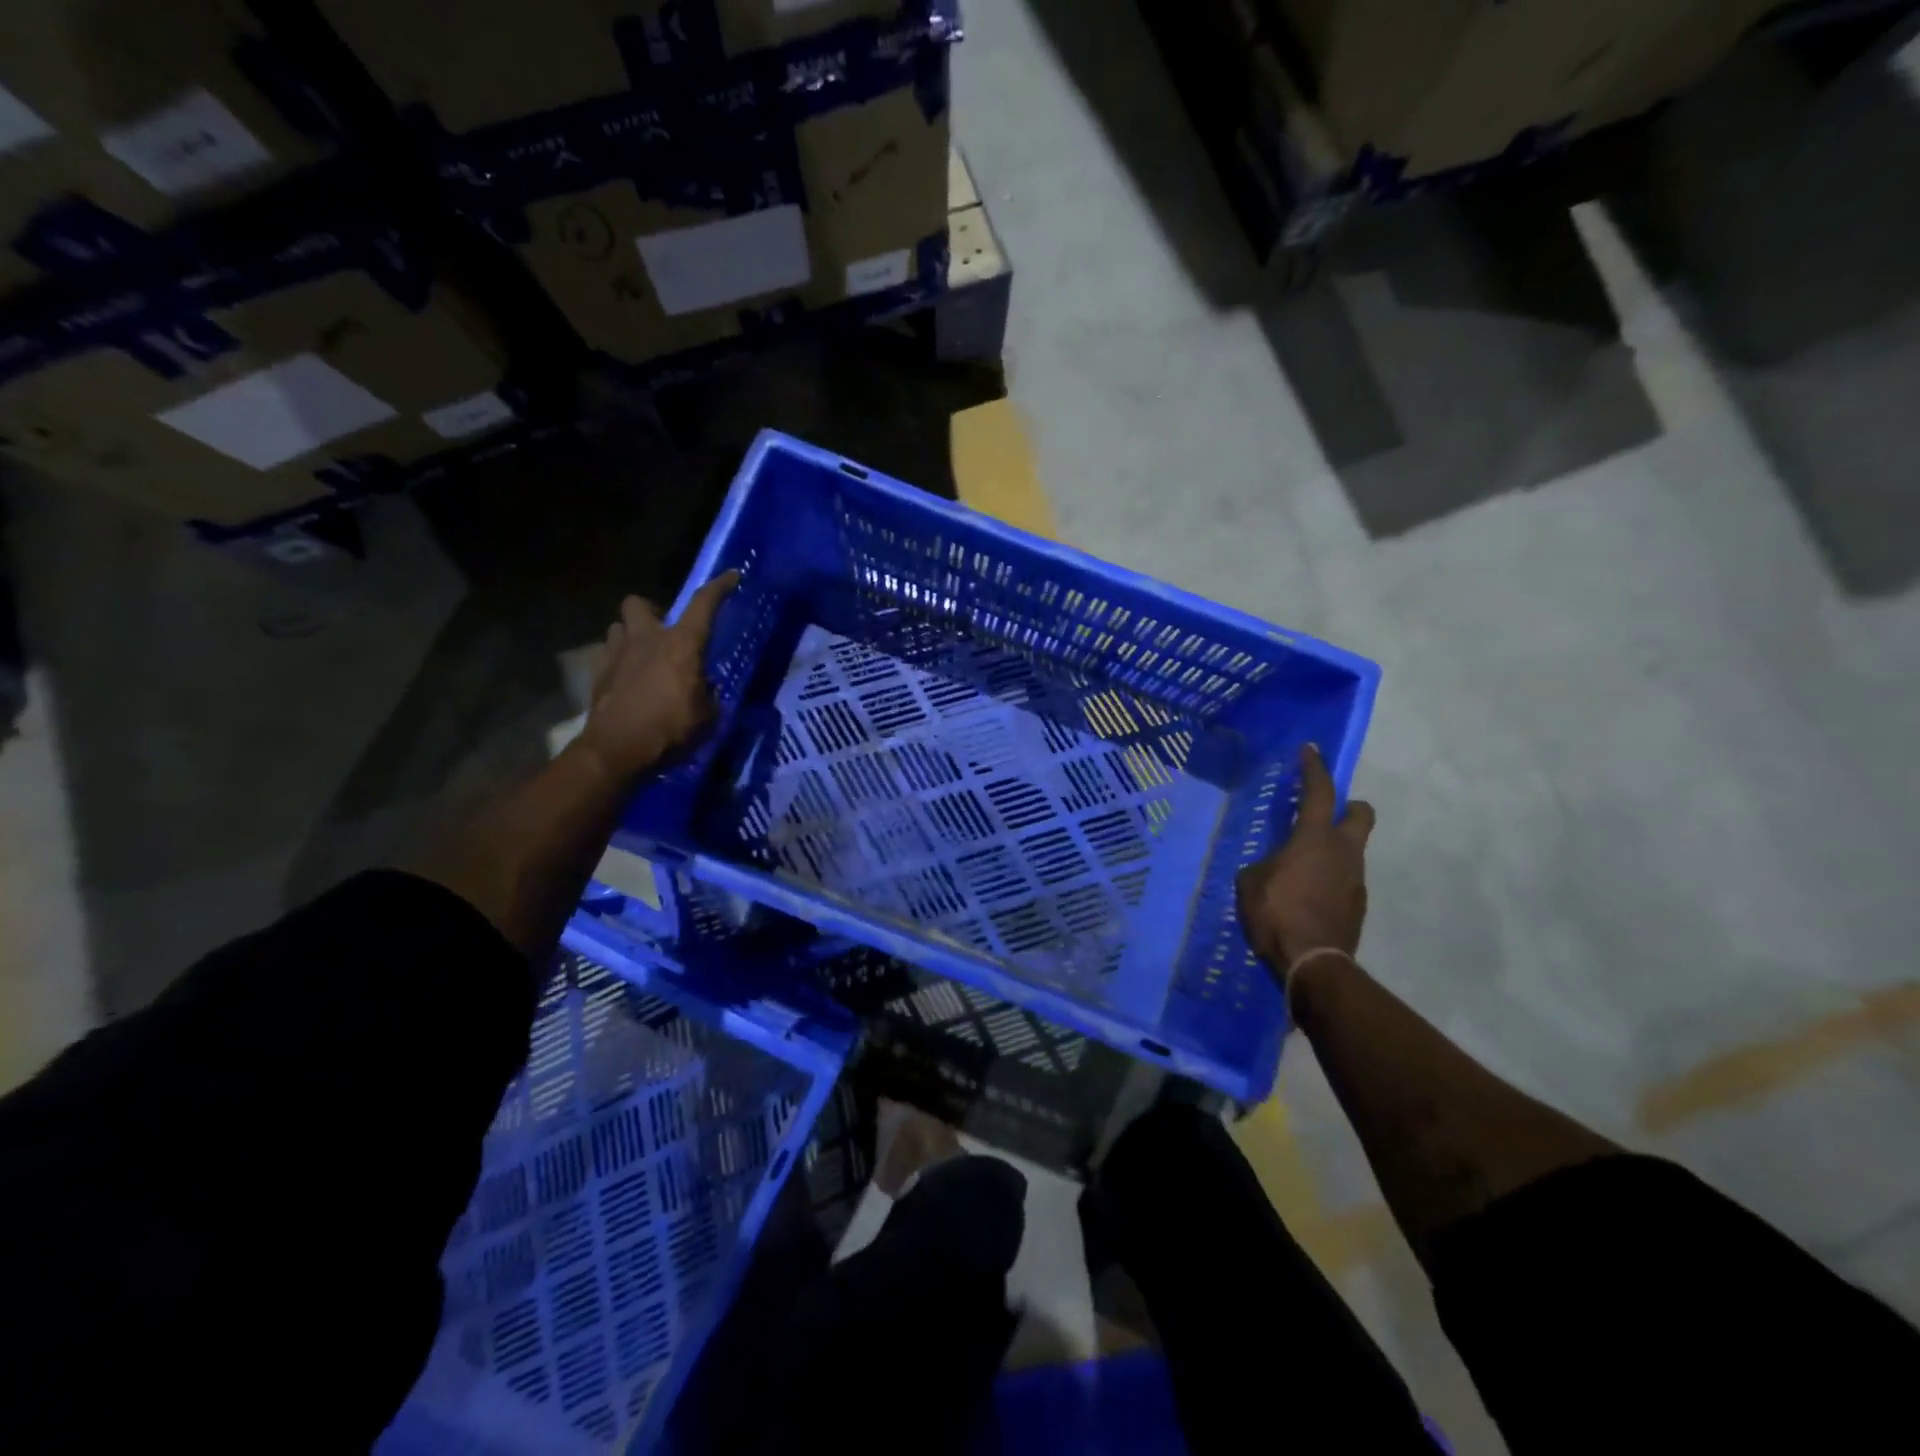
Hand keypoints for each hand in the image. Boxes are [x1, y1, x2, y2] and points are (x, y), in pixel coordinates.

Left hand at [575, 572, 737, 782]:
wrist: (617, 749)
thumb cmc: (670, 729)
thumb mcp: (707, 716)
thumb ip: (707, 694)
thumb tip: (704, 688)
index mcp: (681, 644)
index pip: (704, 603)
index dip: (720, 586)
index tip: (732, 575)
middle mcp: (647, 638)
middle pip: (639, 603)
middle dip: (652, 612)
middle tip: (664, 632)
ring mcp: (617, 653)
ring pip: (619, 626)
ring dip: (631, 635)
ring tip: (643, 657)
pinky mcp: (598, 673)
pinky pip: (607, 654)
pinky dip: (618, 661)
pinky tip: (627, 680)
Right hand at [1235, 744, 1375, 975]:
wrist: (1313, 964)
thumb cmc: (1276, 913)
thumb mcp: (1250, 882)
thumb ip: (1263, 866)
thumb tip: (1270, 868)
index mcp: (1315, 837)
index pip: (1320, 791)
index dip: (1314, 768)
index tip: (1311, 750)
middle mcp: (1344, 851)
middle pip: (1361, 814)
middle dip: (1349, 807)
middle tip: (1323, 814)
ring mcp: (1356, 879)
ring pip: (1352, 850)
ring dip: (1332, 850)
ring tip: (1301, 869)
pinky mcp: (1357, 905)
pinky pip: (1345, 879)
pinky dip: (1329, 879)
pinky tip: (1306, 897)